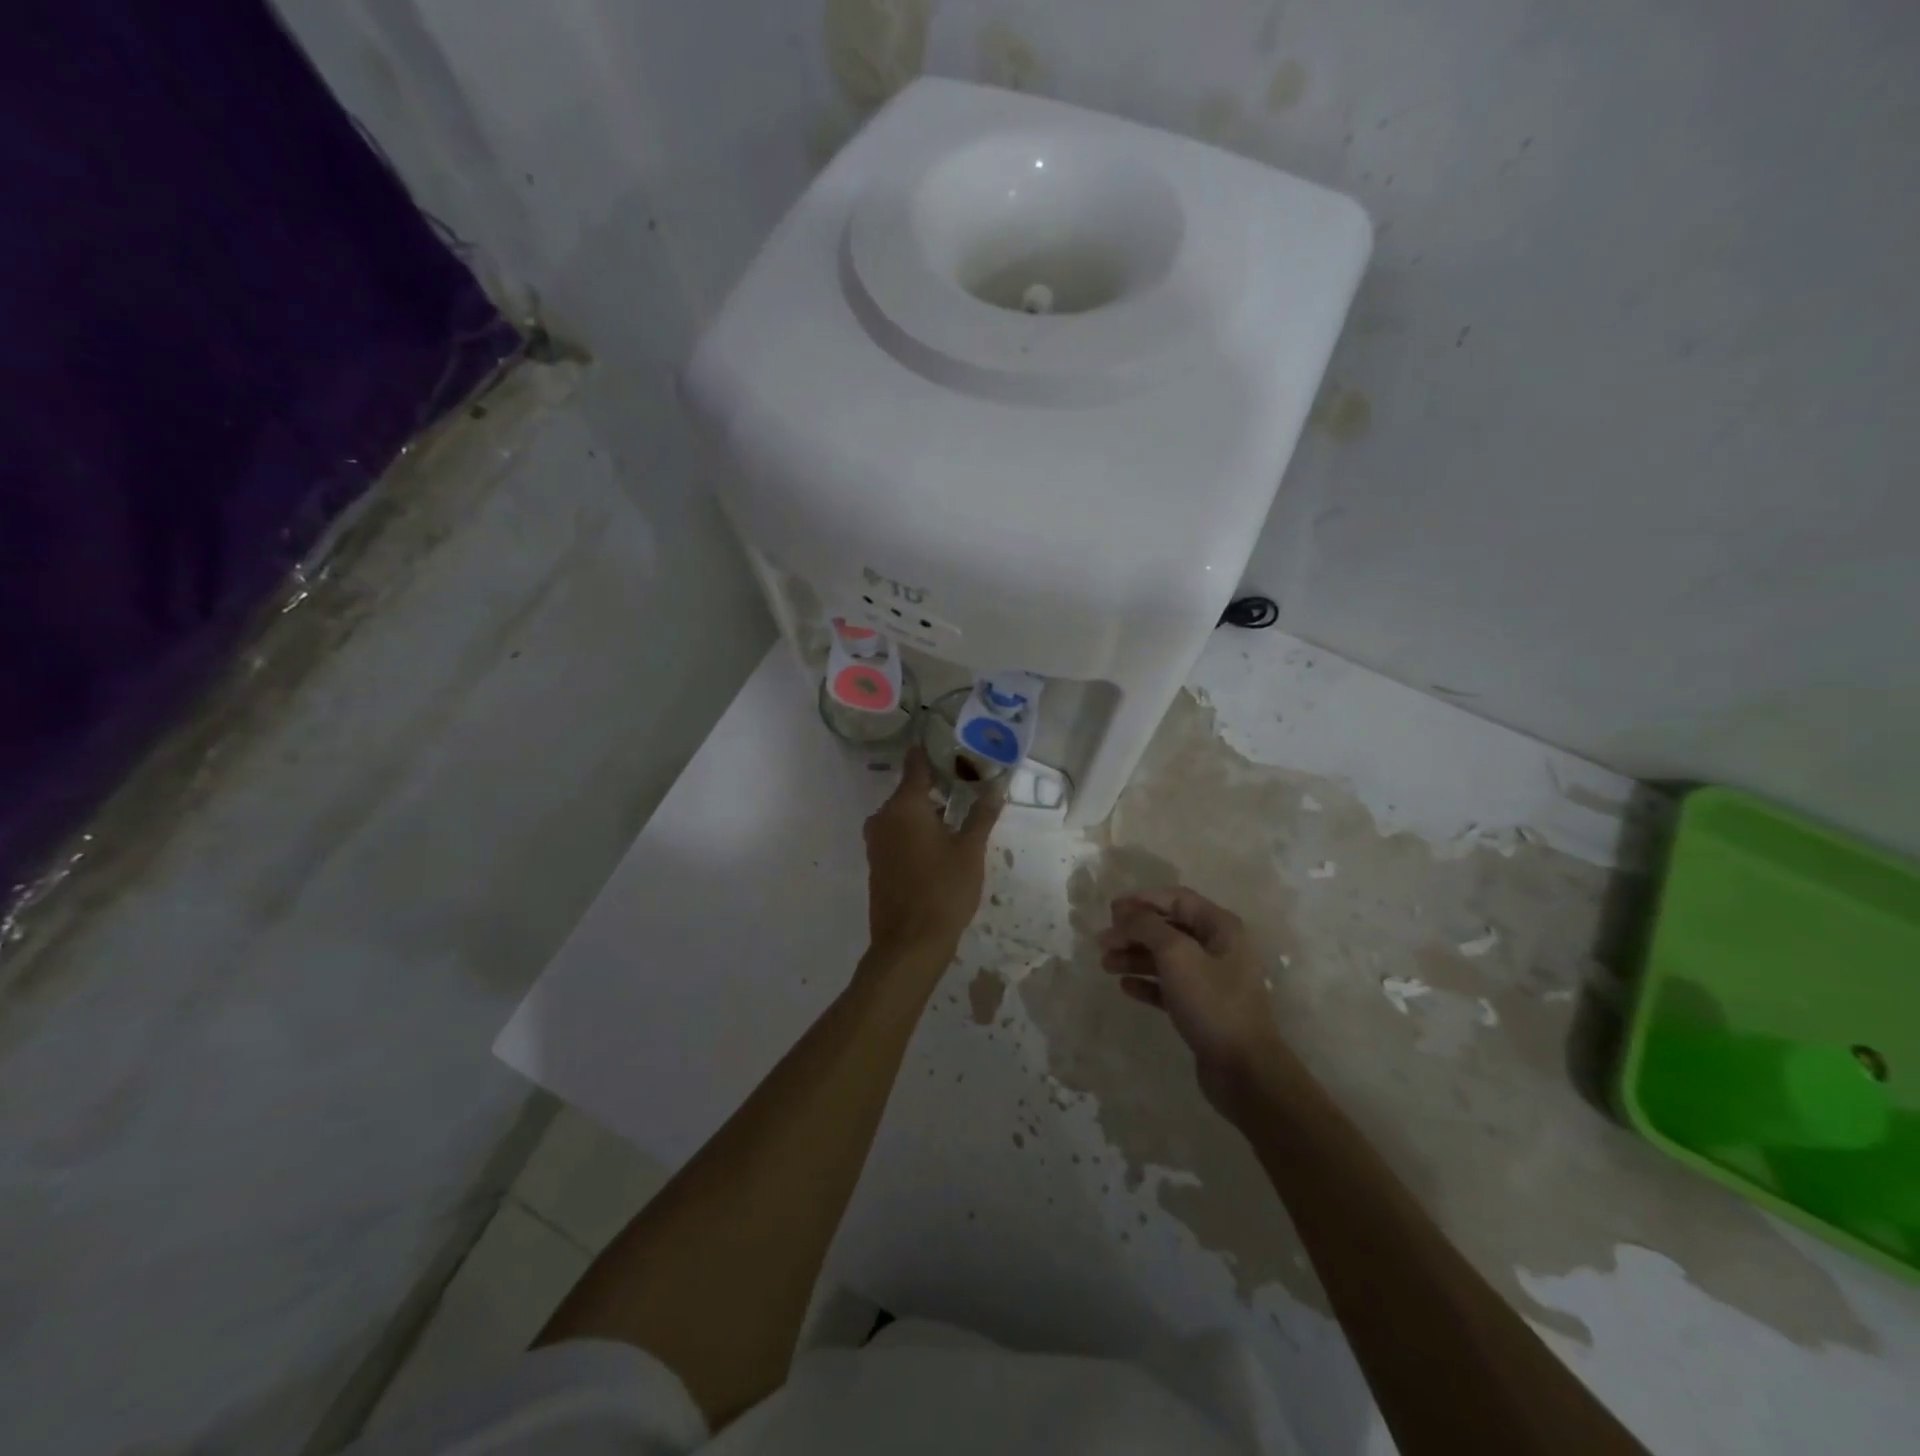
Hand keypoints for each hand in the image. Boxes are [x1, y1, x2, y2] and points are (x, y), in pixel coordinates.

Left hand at [863, 747, 1001, 962]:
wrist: (908, 944)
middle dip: (936, 785)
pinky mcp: (876, 863)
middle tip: (967, 784)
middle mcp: (883, 817)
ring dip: (926, 811)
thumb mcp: (970, 851)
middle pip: (909, 790)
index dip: (933, 753)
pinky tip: (939, 843)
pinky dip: (915, 831)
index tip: (952, 746)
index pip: (916, 765)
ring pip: (902, 814)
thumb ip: (981, 816)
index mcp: (904, 806)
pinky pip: (897, 834)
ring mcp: (876, 842)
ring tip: (958, 814)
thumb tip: (996, 788)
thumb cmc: (943, 890)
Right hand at [1097, 887, 1288, 1113]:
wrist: (1244, 1070)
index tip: (1111, 911)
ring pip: (1165, 958)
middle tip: (1102, 943)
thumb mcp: (1177, 955)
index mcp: (1221, 927)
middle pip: (1168, 928)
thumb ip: (1148, 926)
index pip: (1177, 899)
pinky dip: (1147, 983)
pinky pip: (1168, 986)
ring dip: (1134, 957)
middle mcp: (1218, 948)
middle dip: (1133, 932)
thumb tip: (1126, 913)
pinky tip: (1125, 987)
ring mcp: (1211, 979)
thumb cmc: (1212, 1003)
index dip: (1143, 900)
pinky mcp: (1202, 1007)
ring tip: (1105, 965)